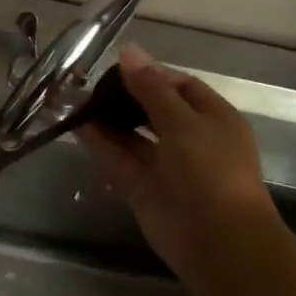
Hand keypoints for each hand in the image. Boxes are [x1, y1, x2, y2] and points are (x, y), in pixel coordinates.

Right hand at [78, 45, 275, 279]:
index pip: (181, 86)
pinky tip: (76, 125)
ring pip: (133, 136)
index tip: (118, 66)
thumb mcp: (182, 121)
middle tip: (90, 83)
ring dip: (108, 119)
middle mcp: (191, 140)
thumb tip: (128, 51)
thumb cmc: (210, 171)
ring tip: (76, 100)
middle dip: (125, 96)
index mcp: (213, 119)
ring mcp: (167, 166)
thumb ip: (151, 87)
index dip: (151, 74)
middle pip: (154, 109)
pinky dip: (100, 144)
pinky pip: (120, 160)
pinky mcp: (144, 189)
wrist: (219, 244)